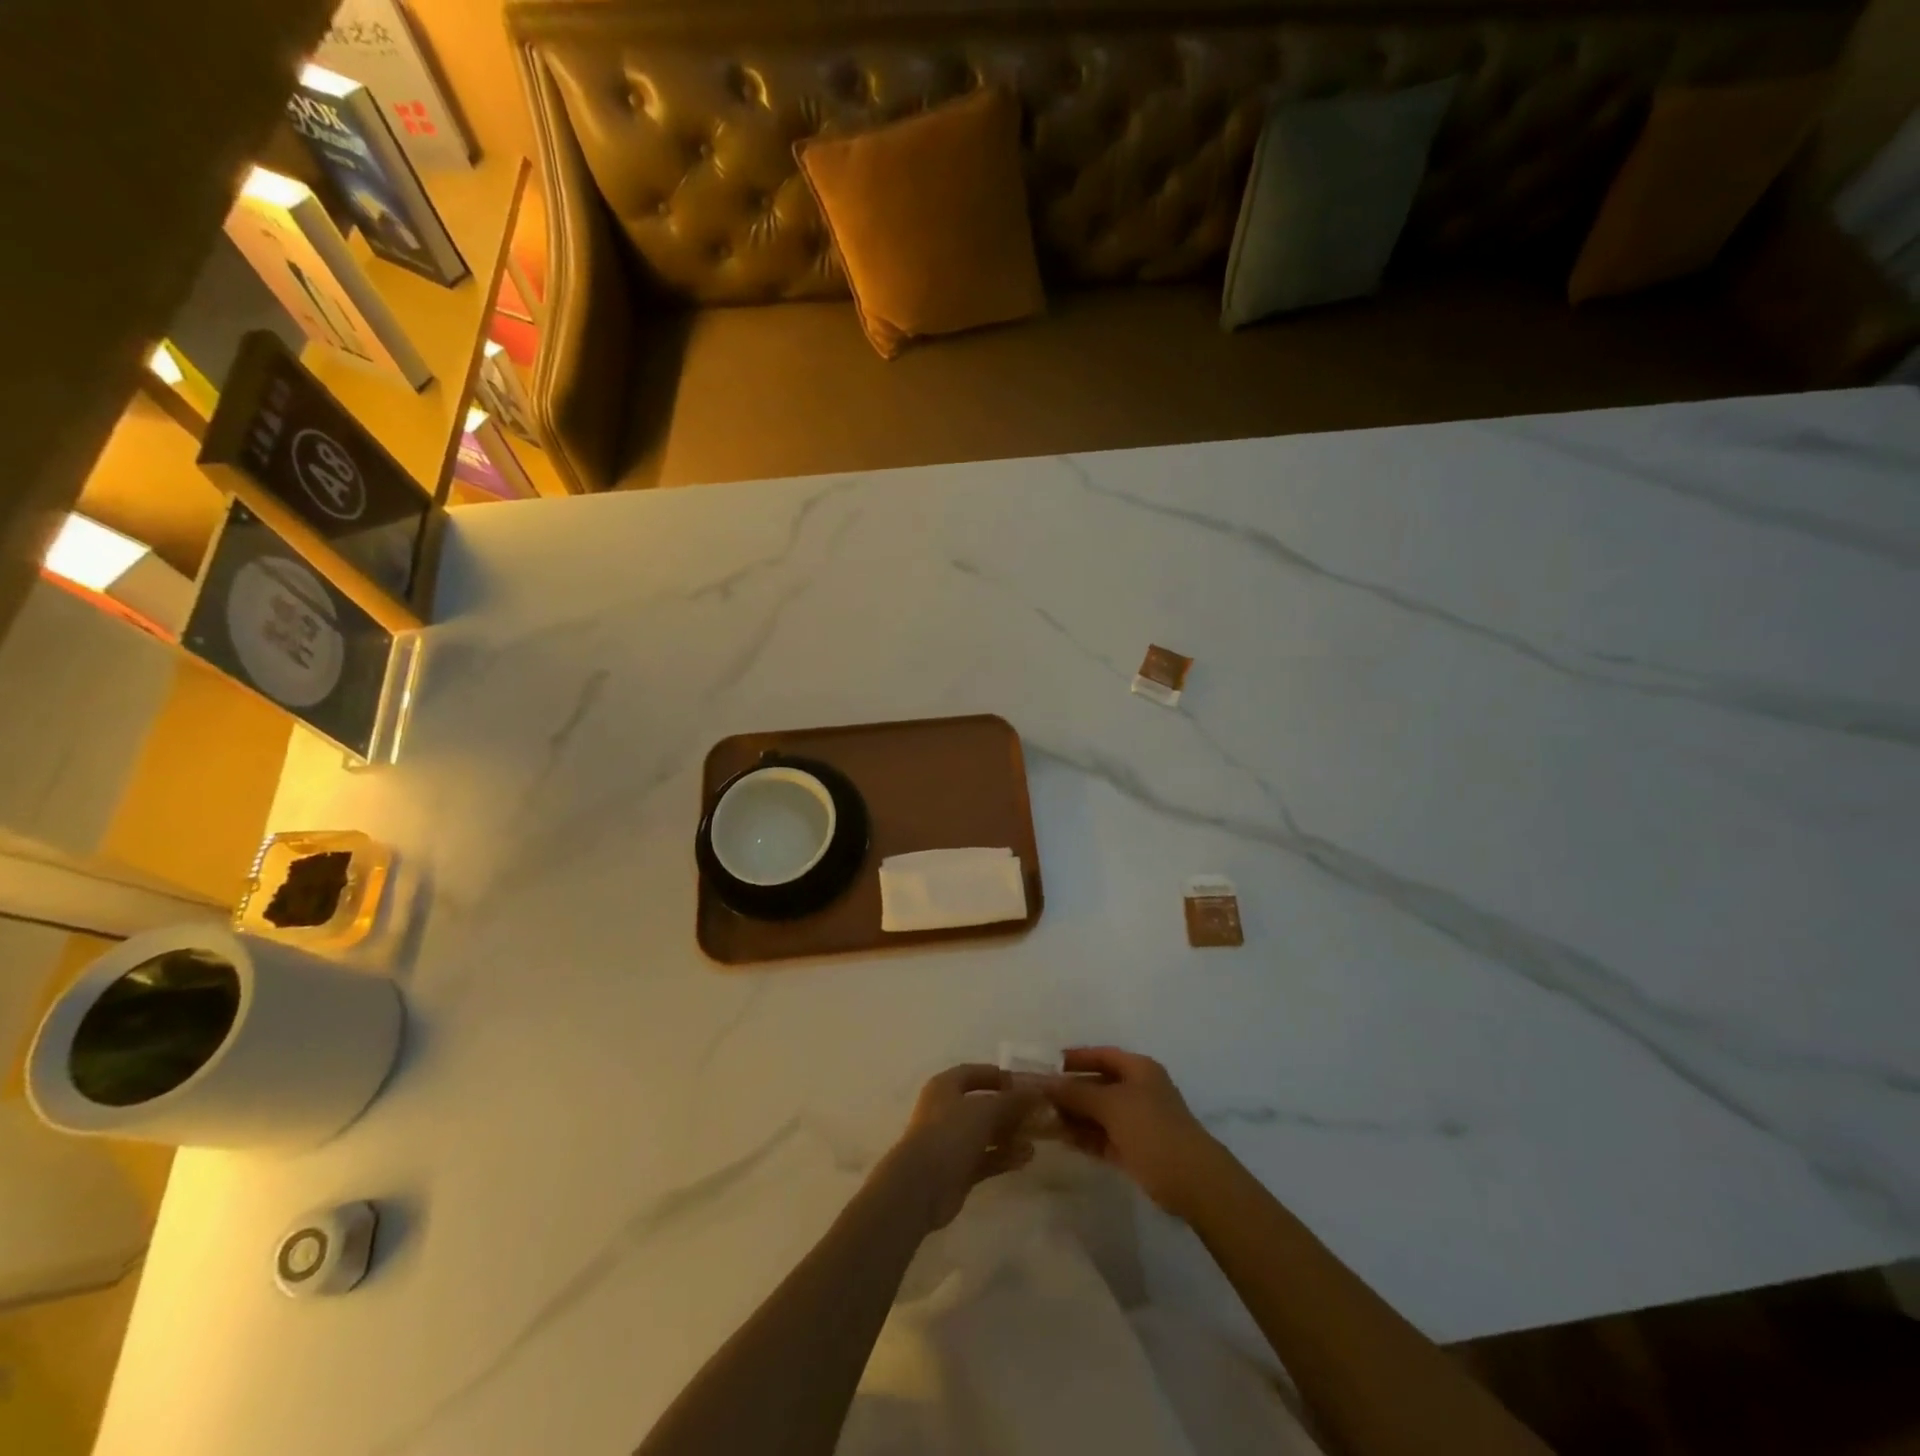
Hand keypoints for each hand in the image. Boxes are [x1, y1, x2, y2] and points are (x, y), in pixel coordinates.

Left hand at [875, 1064, 1040, 1233]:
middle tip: (1037, 1113)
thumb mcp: (985, 1110)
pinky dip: (1004, 1156)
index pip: (973, 1073)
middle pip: (982, 1104)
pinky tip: (1027, 1158)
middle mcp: (946, 1110)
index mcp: (945, 1087)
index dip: (997, 1075)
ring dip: (1010, 1134)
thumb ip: (1012, 1100)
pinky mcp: (958, 1170)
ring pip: (985, 1133)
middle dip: (1009, 1108)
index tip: (1023, 1083)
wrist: (921, 1186)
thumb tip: (1037, 1091)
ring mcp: (951, 1142)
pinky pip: (986, 1158)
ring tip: (1036, 1137)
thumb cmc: (950, 1134)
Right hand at [1044, 1047, 1221, 1214]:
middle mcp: (1139, 1090)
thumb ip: (1077, 1093)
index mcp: (1139, 1069)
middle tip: (1039, 1097)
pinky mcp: (1136, 1149)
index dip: (1075, 1058)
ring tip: (1043, 1120)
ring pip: (1099, 1113)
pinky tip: (1062, 1139)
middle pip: (1099, 1084)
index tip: (1048, 1065)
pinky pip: (1104, 1136)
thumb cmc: (1152, 1129)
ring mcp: (1138, 1121)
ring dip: (1074, 1115)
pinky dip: (1085, 1136)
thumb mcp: (1111, 1105)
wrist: (1193, 1181)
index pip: (1102, 1055)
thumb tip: (1046, 1083)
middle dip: (1071, 1090)